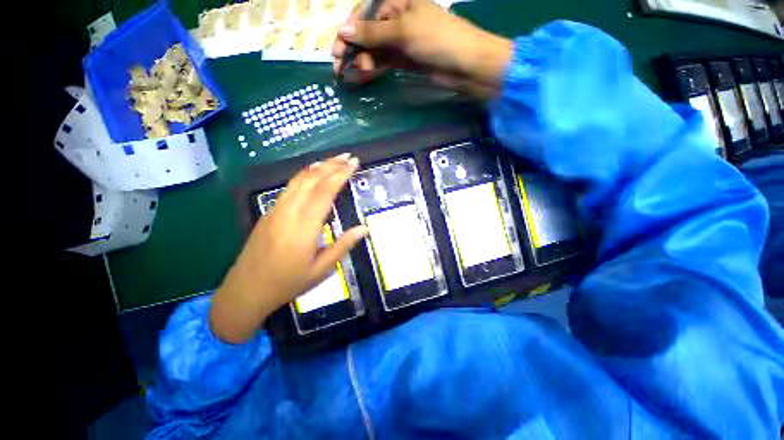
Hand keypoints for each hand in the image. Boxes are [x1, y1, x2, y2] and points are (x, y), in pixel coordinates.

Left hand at [210, 154, 368, 343]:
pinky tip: (312, 174)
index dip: (340, 174)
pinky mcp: (268, 213)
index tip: (354, 163)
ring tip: (334, 160)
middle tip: (348, 157)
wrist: (245, 291)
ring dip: (317, 167)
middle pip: (311, 180)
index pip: (324, 192)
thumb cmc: (288, 284)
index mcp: (304, 228)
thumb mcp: (322, 270)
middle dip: (331, 165)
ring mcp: (275, 211)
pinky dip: (304, 176)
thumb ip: (343, 245)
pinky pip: (289, 187)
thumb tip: (364, 229)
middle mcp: (288, 213)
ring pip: (297, 180)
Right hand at [331, 0, 512, 94]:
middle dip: (353, 50)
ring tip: (353, 75)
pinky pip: (385, 62)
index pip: (364, 14)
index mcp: (396, 3)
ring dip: (363, 61)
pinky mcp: (406, 60)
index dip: (349, 32)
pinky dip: (374, 69)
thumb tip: (343, 30)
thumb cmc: (437, 39)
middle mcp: (396, 20)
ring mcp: (401, 42)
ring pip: (375, 50)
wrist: (464, 65)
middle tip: (339, 68)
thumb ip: (373, 33)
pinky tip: (364, 76)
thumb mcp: (403, 31)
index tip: (337, 51)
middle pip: (367, 33)